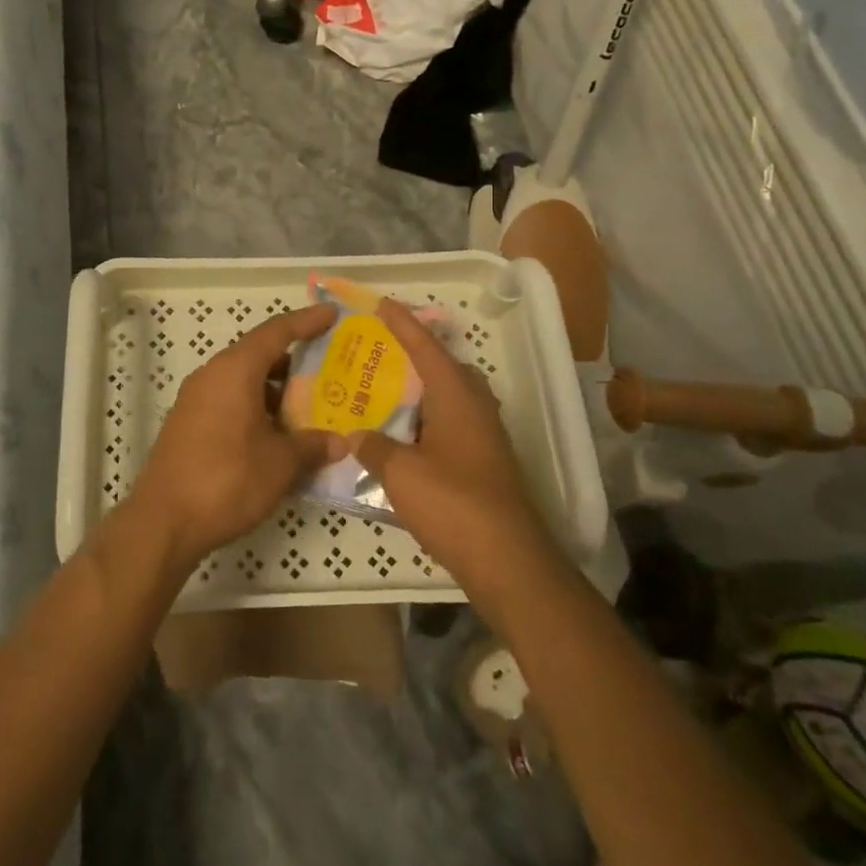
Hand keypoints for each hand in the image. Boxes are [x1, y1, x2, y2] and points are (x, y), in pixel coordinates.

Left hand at [130, 304, 339, 568]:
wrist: (163, 521)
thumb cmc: (226, 480)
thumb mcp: (280, 464)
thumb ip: (311, 446)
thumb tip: (339, 442)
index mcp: (235, 370)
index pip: (276, 332)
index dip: (307, 321)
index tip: (332, 314)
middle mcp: (213, 374)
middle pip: (259, 354)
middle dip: (294, 360)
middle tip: (330, 368)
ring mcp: (196, 399)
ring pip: (244, 380)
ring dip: (276, 389)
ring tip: (311, 405)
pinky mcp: (189, 422)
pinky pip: (229, 400)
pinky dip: (256, 406)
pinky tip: (277, 434)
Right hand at [351, 299, 566, 632]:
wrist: (508, 561)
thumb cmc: (453, 503)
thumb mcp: (400, 473)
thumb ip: (374, 447)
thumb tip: (356, 435)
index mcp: (456, 396)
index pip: (426, 348)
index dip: (403, 324)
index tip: (383, 303)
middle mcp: (476, 408)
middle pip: (446, 368)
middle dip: (417, 355)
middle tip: (383, 351)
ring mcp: (485, 437)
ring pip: (451, 399)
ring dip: (423, 391)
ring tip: (387, 392)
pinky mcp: (486, 464)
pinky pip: (452, 425)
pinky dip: (428, 421)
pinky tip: (404, 438)